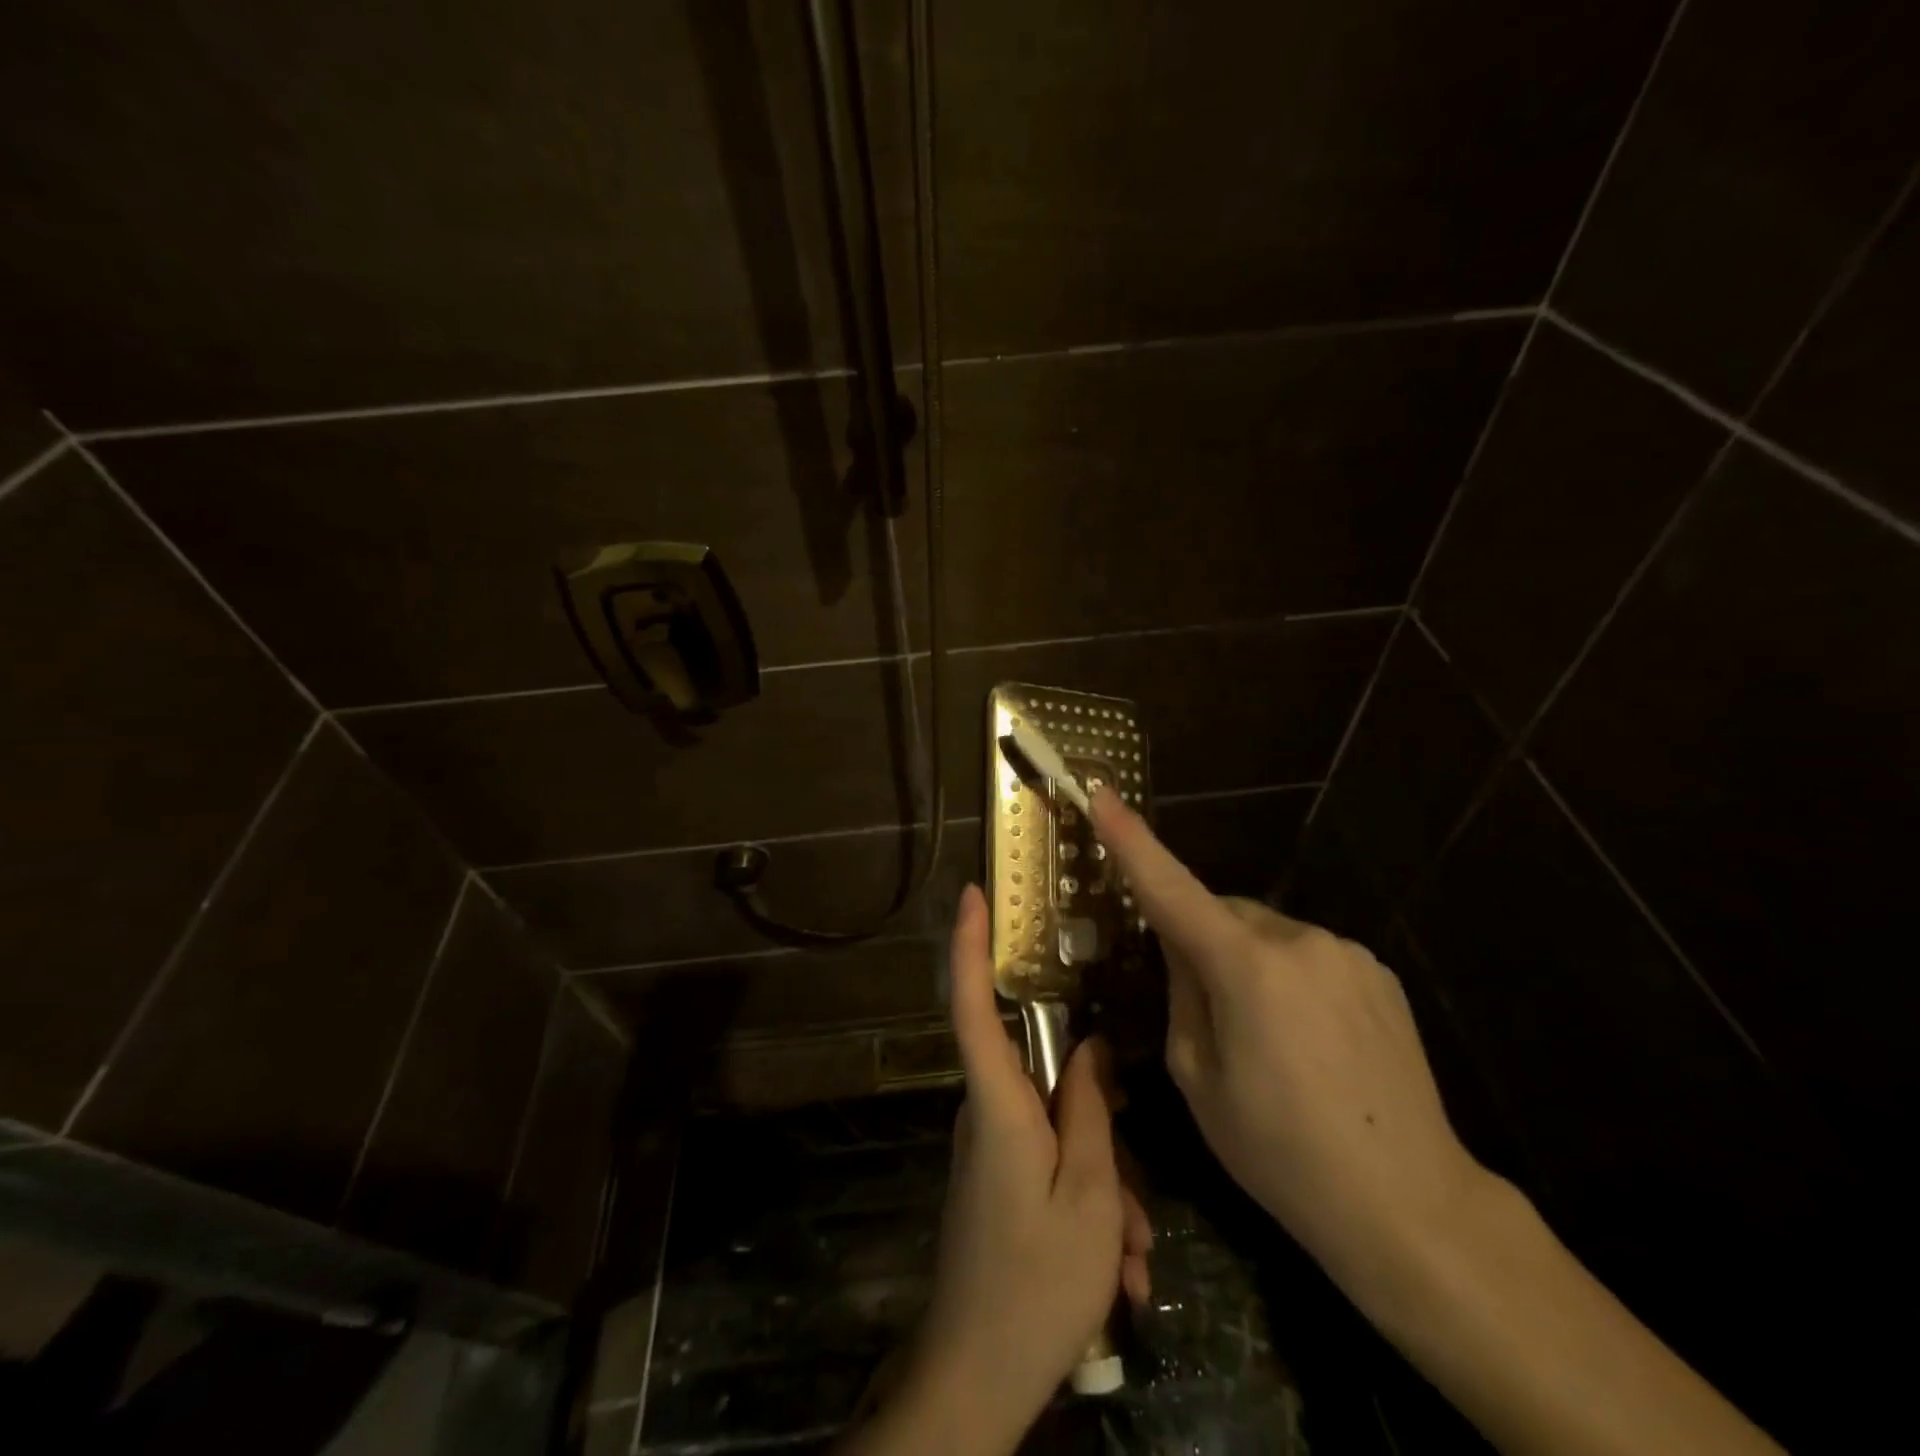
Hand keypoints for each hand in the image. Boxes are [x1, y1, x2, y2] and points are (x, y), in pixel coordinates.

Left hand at [888, 885, 1150, 1455]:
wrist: (978, 1381)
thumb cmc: (1036, 1283)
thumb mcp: (1089, 1194)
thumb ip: (1092, 1110)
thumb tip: (1095, 1047)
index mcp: (998, 1104)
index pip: (973, 1004)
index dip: (969, 945)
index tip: (972, 893)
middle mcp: (987, 1115)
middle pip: (1047, 1083)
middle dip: (1101, 1129)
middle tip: (1136, 1206)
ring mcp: (991, 1150)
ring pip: (1061, 1135)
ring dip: (1105, 1187)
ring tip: (1131, 1257)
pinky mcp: (999, 1182)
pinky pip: (1052, 1168)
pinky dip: (1090, 1208)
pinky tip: (1118, 1271)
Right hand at [1087, 787, 1492, 1288]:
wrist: (1409, 1204)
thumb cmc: (1281, 1151)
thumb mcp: (1198, 1077)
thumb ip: (1181, 993)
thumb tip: (1181, 947)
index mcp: (1247, 969)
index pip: (1172, 889)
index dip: (1132, 841)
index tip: (1103, 794)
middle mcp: (1299, 941)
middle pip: (1223, 914)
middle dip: (1201, 941)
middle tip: (1204, 1010)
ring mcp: (1347, 952)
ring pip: (1267, 935)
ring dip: (1248, 962)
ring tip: (1268, 1040)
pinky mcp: (1379, 972)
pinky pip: (1309, 955)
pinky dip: (1290, 978)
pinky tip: (1311, 1042)